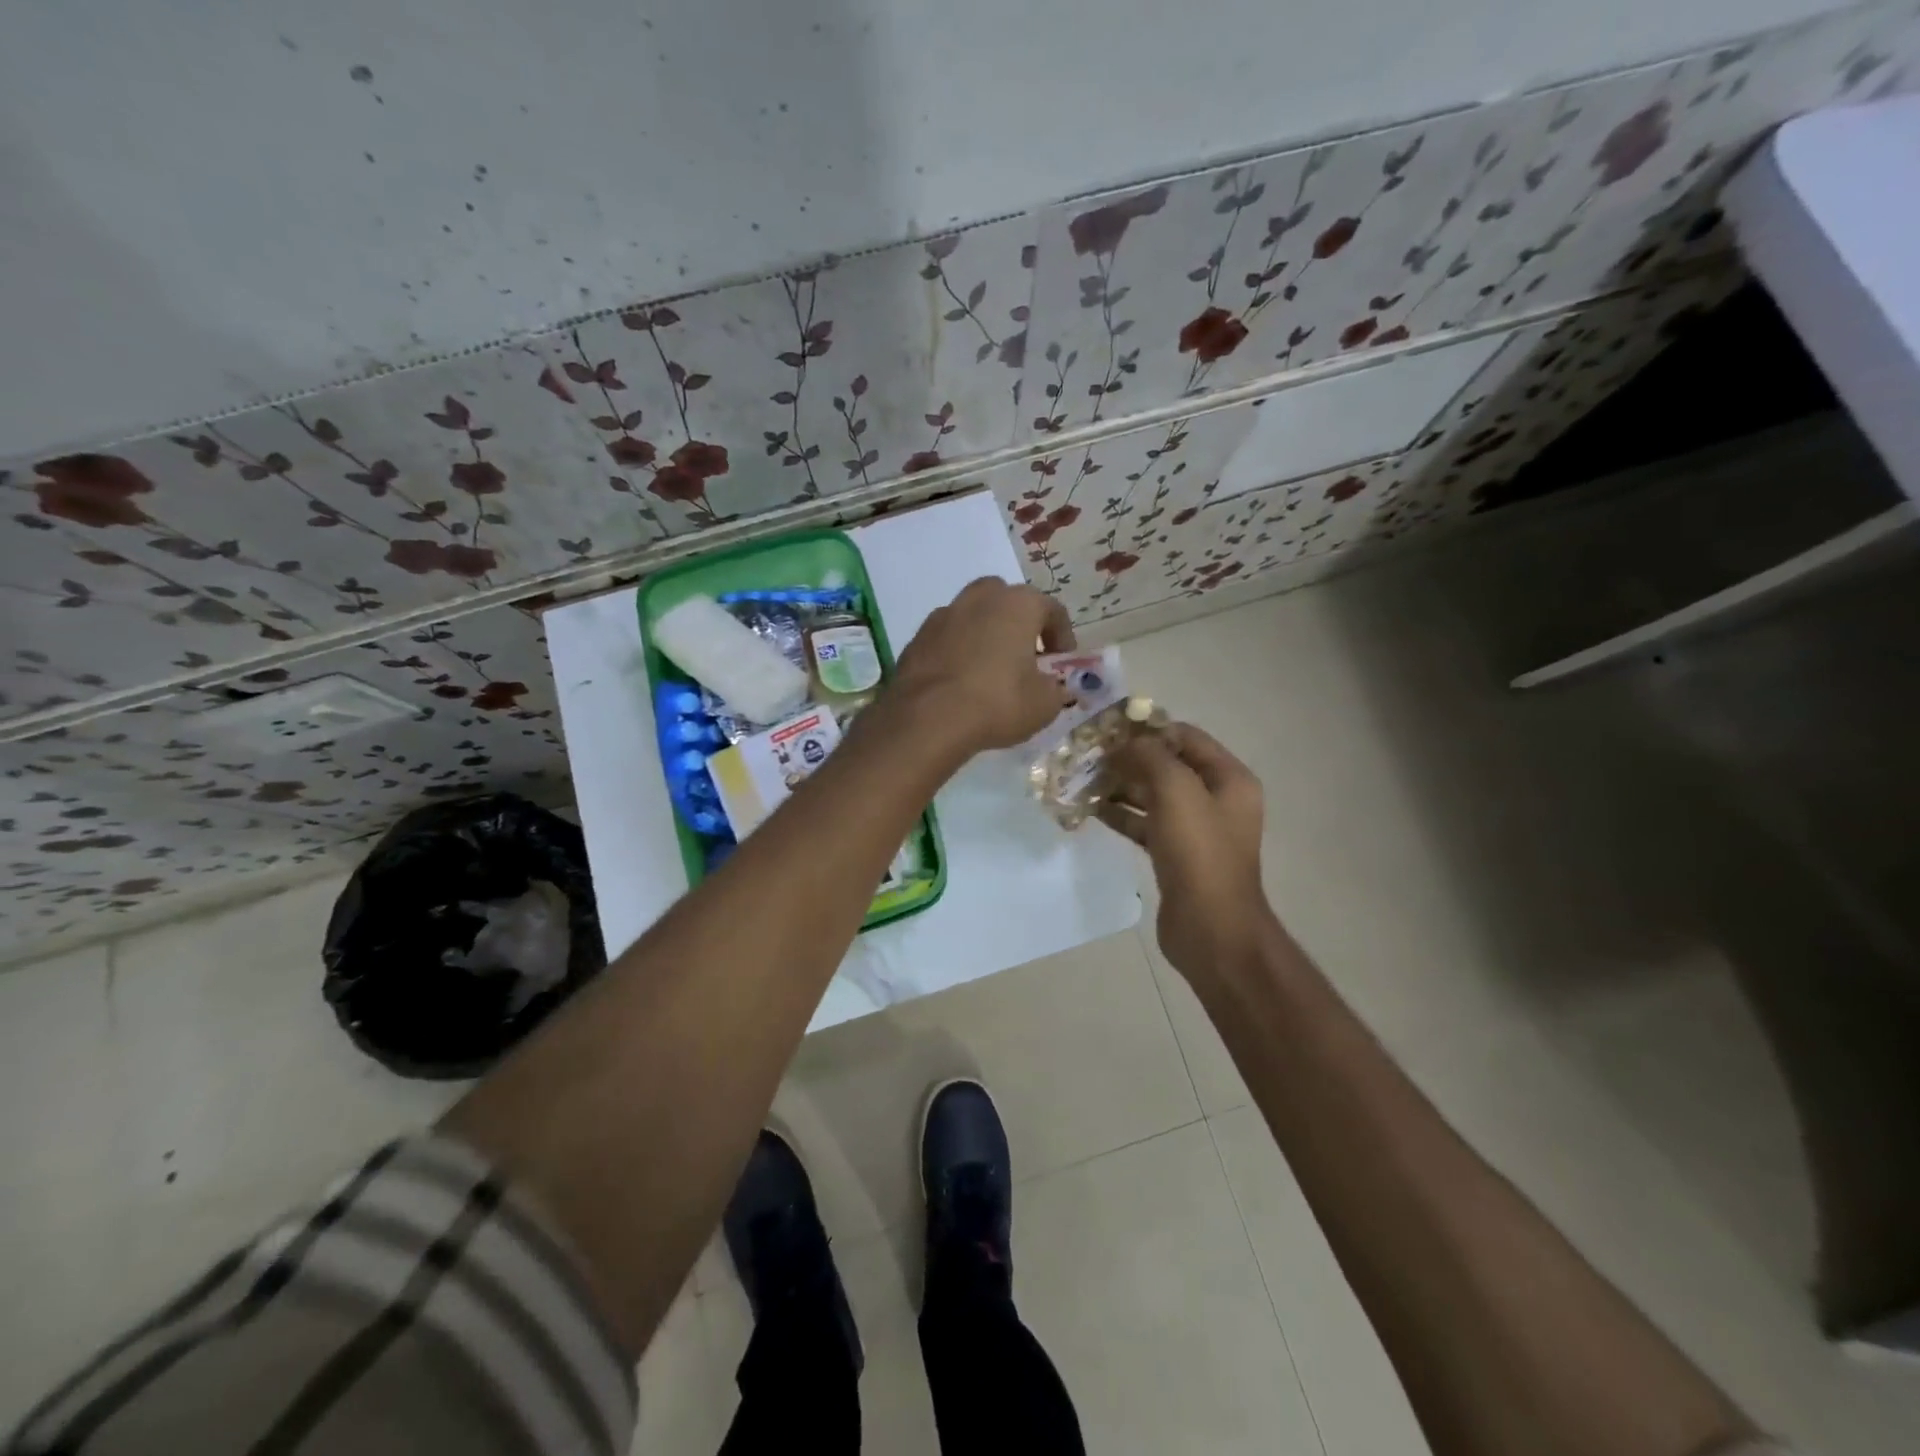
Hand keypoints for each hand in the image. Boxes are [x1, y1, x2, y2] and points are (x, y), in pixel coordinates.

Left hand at [891, 577, 1074, 753]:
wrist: (927, 718)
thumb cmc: (998, 703)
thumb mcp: (1044, 704)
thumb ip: (1054, 688)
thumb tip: (1051, 686)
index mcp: (1018, 604)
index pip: (1052, 610)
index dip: (1062, 637)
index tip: (1061, 662)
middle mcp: (980, 598)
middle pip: (1006, 600)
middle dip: (1018, 623)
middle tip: (1024, 656)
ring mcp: (943, 615)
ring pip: (972, 615)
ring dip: (985, 634)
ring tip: (989, 668)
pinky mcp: (917, 638)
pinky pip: (947, 638)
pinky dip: (957, 651)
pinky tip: (960, 681)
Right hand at [1098, 723, 1273, 988]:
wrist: (1210, 929)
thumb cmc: (1198, 854)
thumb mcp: (1176, 791)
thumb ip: (1150, 756)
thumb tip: (1125, 742)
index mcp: (1229, 778)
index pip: (1185, 736)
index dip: (1148, 728)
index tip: (1107, 728)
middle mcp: (1216, 798)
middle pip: (1168, 764)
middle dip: (1129, 758)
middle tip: (1088, 755)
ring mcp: (1196, 828)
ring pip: (1153, 794)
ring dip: (1120, 785)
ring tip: (1083, 779)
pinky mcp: (1175, 854)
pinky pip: (1146, 823)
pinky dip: (1122, 814)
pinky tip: (1092, 809)